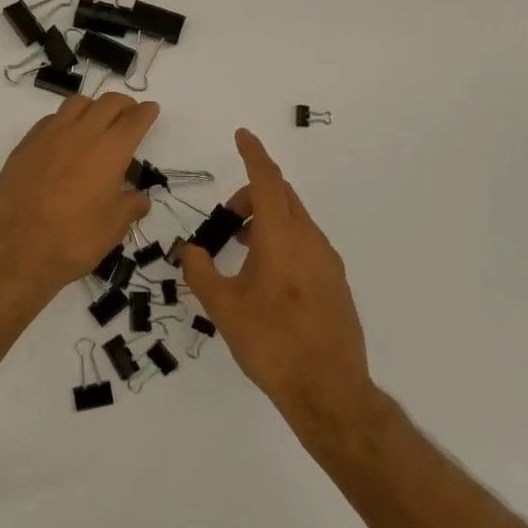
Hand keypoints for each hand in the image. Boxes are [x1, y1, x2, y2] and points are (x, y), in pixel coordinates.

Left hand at [0, 93, 157, 295]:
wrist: (16, 249)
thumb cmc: (74, 240)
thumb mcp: (113, 228)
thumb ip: (130, 207)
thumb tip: (140, 198)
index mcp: (110, 150)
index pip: (134, 119)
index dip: (146, 112)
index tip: (151, 110)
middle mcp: (81, 133)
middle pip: (108, 103)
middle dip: (123, 104)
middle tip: (129, 114)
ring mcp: (50, 135)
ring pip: (77, 103)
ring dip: (93, 107)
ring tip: (97, 122)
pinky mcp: (26, 144)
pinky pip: (51, 119)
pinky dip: (66, 121)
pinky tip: (65, 139)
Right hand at [180, 129, 372, 421]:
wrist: (329, 391)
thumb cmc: (270, 343)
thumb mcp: (223, 308)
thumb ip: (201, 272)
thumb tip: (190, 251)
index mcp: (281, 236)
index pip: (267, 181)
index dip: (253, 154)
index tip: (242, 136)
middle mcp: (310, 239)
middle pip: (283, 197)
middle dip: (254, 193)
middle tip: (228, 218)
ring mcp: (328, 261)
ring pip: (296, 220)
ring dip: (268, 219)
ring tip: (242, 249)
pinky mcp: (336, 283)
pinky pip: (306, 243)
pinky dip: (283, 239)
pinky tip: (267, 275)